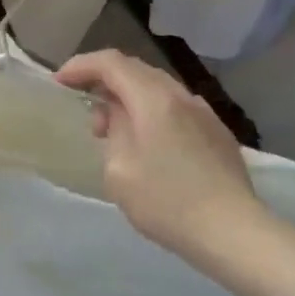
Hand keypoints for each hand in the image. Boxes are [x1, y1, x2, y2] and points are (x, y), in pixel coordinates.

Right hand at [55, 49, 269, 265]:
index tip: (60, 83)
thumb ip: (113, 131)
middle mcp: (180, 95)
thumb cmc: (168, 203)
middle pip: (135, 69)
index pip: (110, 62)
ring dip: (130, 98)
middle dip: (105, 81)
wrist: (234, 233)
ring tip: (117, 131)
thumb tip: (118, 116)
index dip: (81, 66)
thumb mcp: (119, 170)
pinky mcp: (218, 133)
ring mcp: (204, 112)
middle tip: (88, 112)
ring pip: (158, 88)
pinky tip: (151, 144)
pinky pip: (176, 108)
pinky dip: (153, 112)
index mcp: (153, 98)